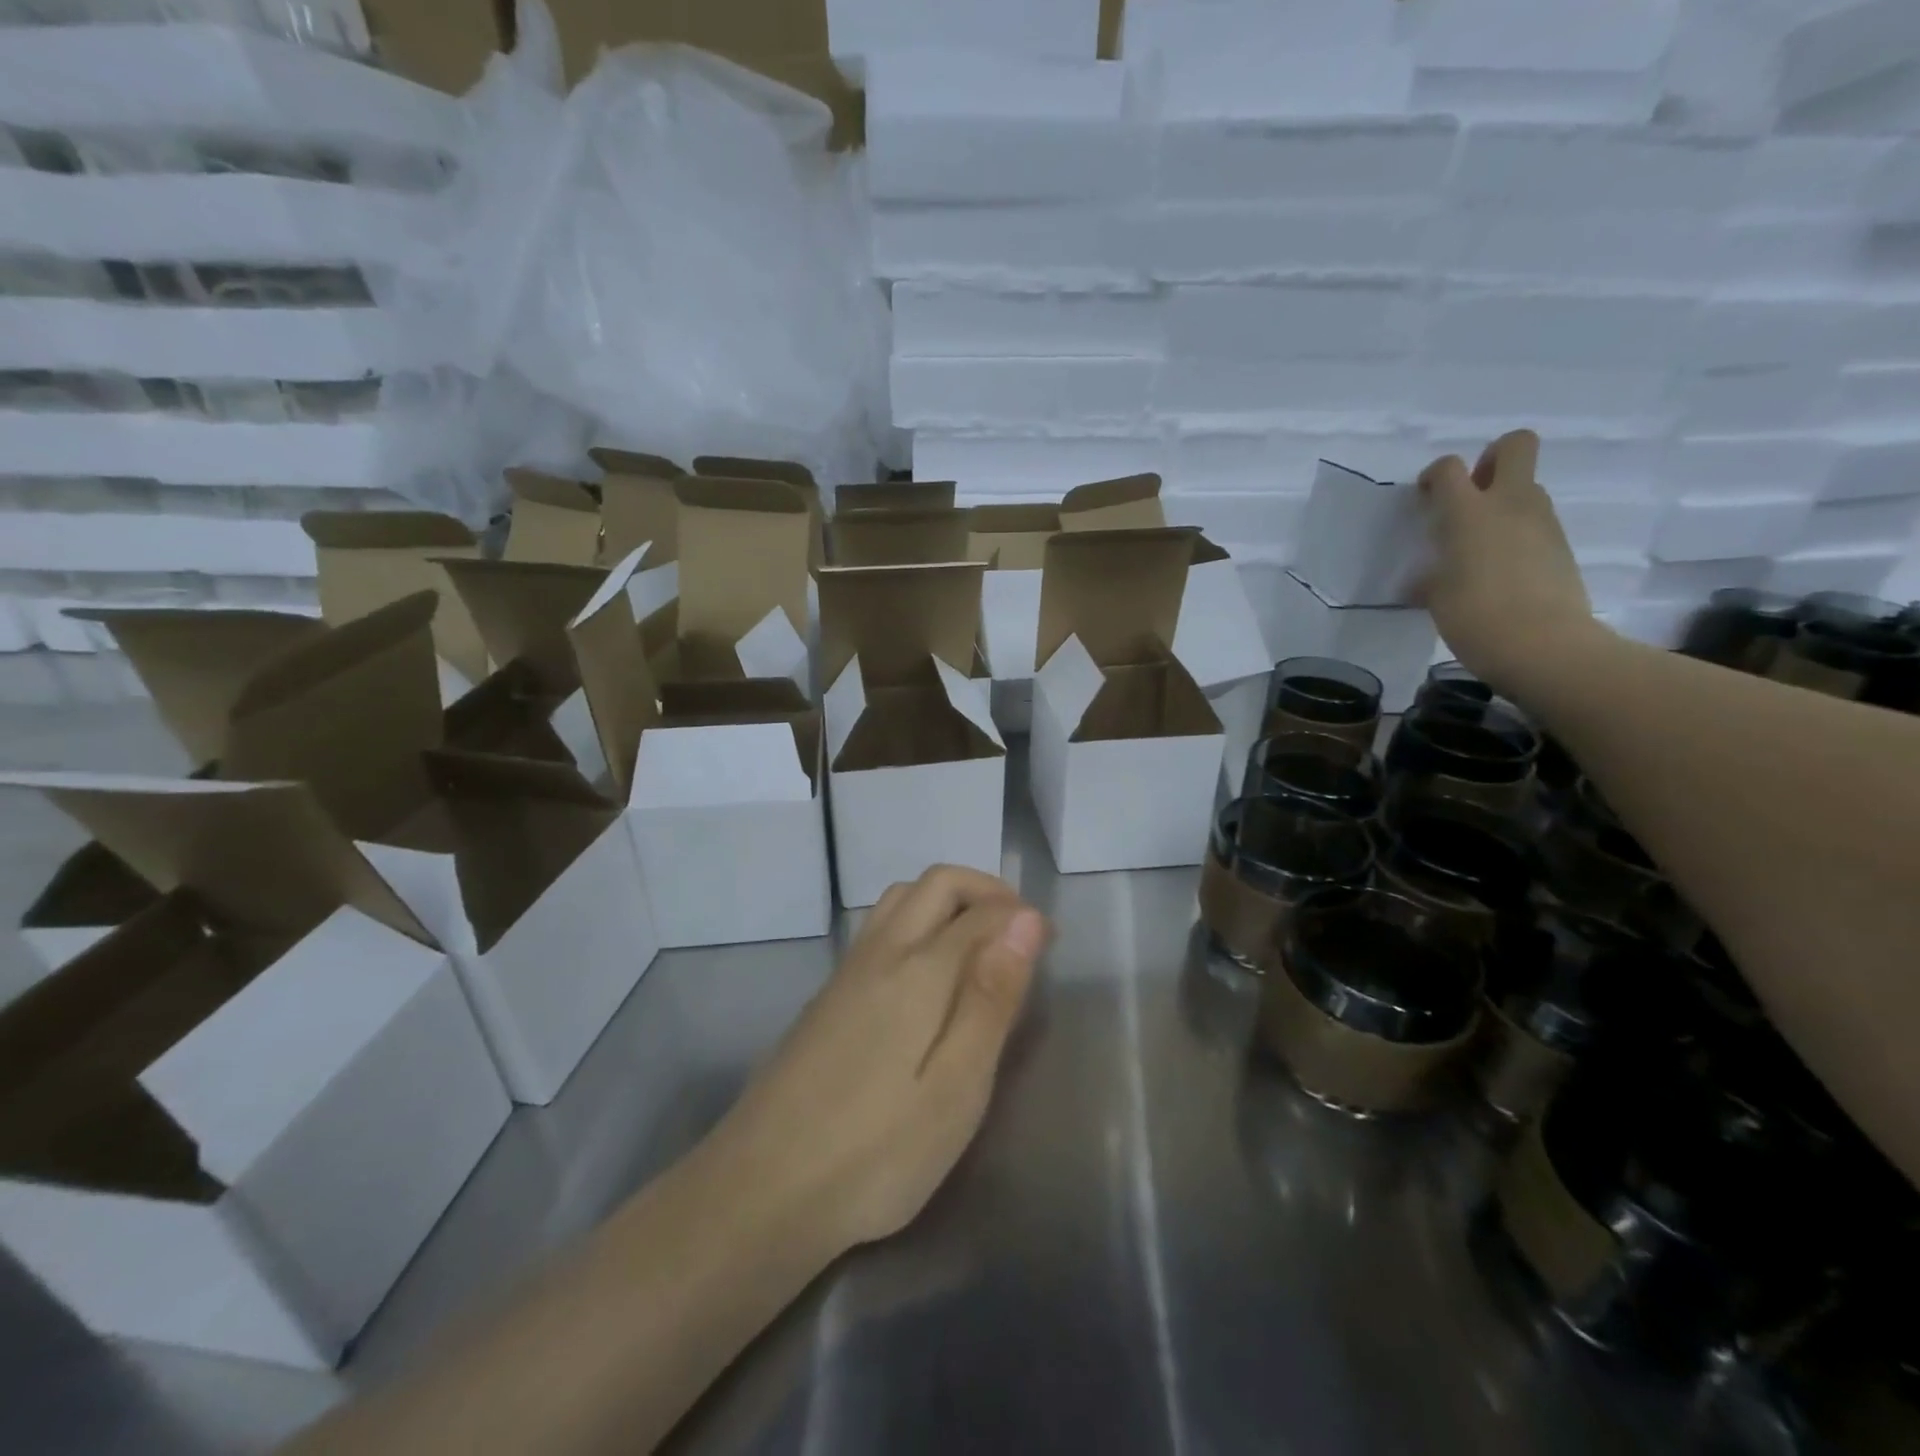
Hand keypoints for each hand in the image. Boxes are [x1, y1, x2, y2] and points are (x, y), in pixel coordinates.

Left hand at [708, 866, 1048, 1256]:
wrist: (762, 1188)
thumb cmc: (877, 1150)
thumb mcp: (957, 1086)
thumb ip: (991, 996)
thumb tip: (1025, 919)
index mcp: (919, 969)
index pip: (980, 912)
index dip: (1020, 915)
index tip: (1051, 939)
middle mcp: (881, 952)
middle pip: (936, 884)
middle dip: (985, 889)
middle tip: (1018, 931)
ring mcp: (847, 971)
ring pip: (900, 897)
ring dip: (946, 899)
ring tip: (977, 942)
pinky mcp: (827, 996)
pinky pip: (879, 926)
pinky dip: (916, 920)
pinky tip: (925, 972)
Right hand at [1419, 429, 1603, 694]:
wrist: (1543, 646)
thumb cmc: (1474, 617)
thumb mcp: (1436, 596)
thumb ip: (1431, 575)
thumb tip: (1427, 580)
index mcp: (1468, 513)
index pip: (1449, 468)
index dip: (1434, 476)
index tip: (1425, 499)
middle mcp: (1510, 504)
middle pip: (1514, 446)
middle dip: (1491, 459)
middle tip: (1471, 493)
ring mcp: (1542, 522)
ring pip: (1525, 487)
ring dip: (1503, 502)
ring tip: (1479, 544)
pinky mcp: (1560, 545)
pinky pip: (1535, 523)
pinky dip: (1516, 533)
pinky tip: (1500, 570)